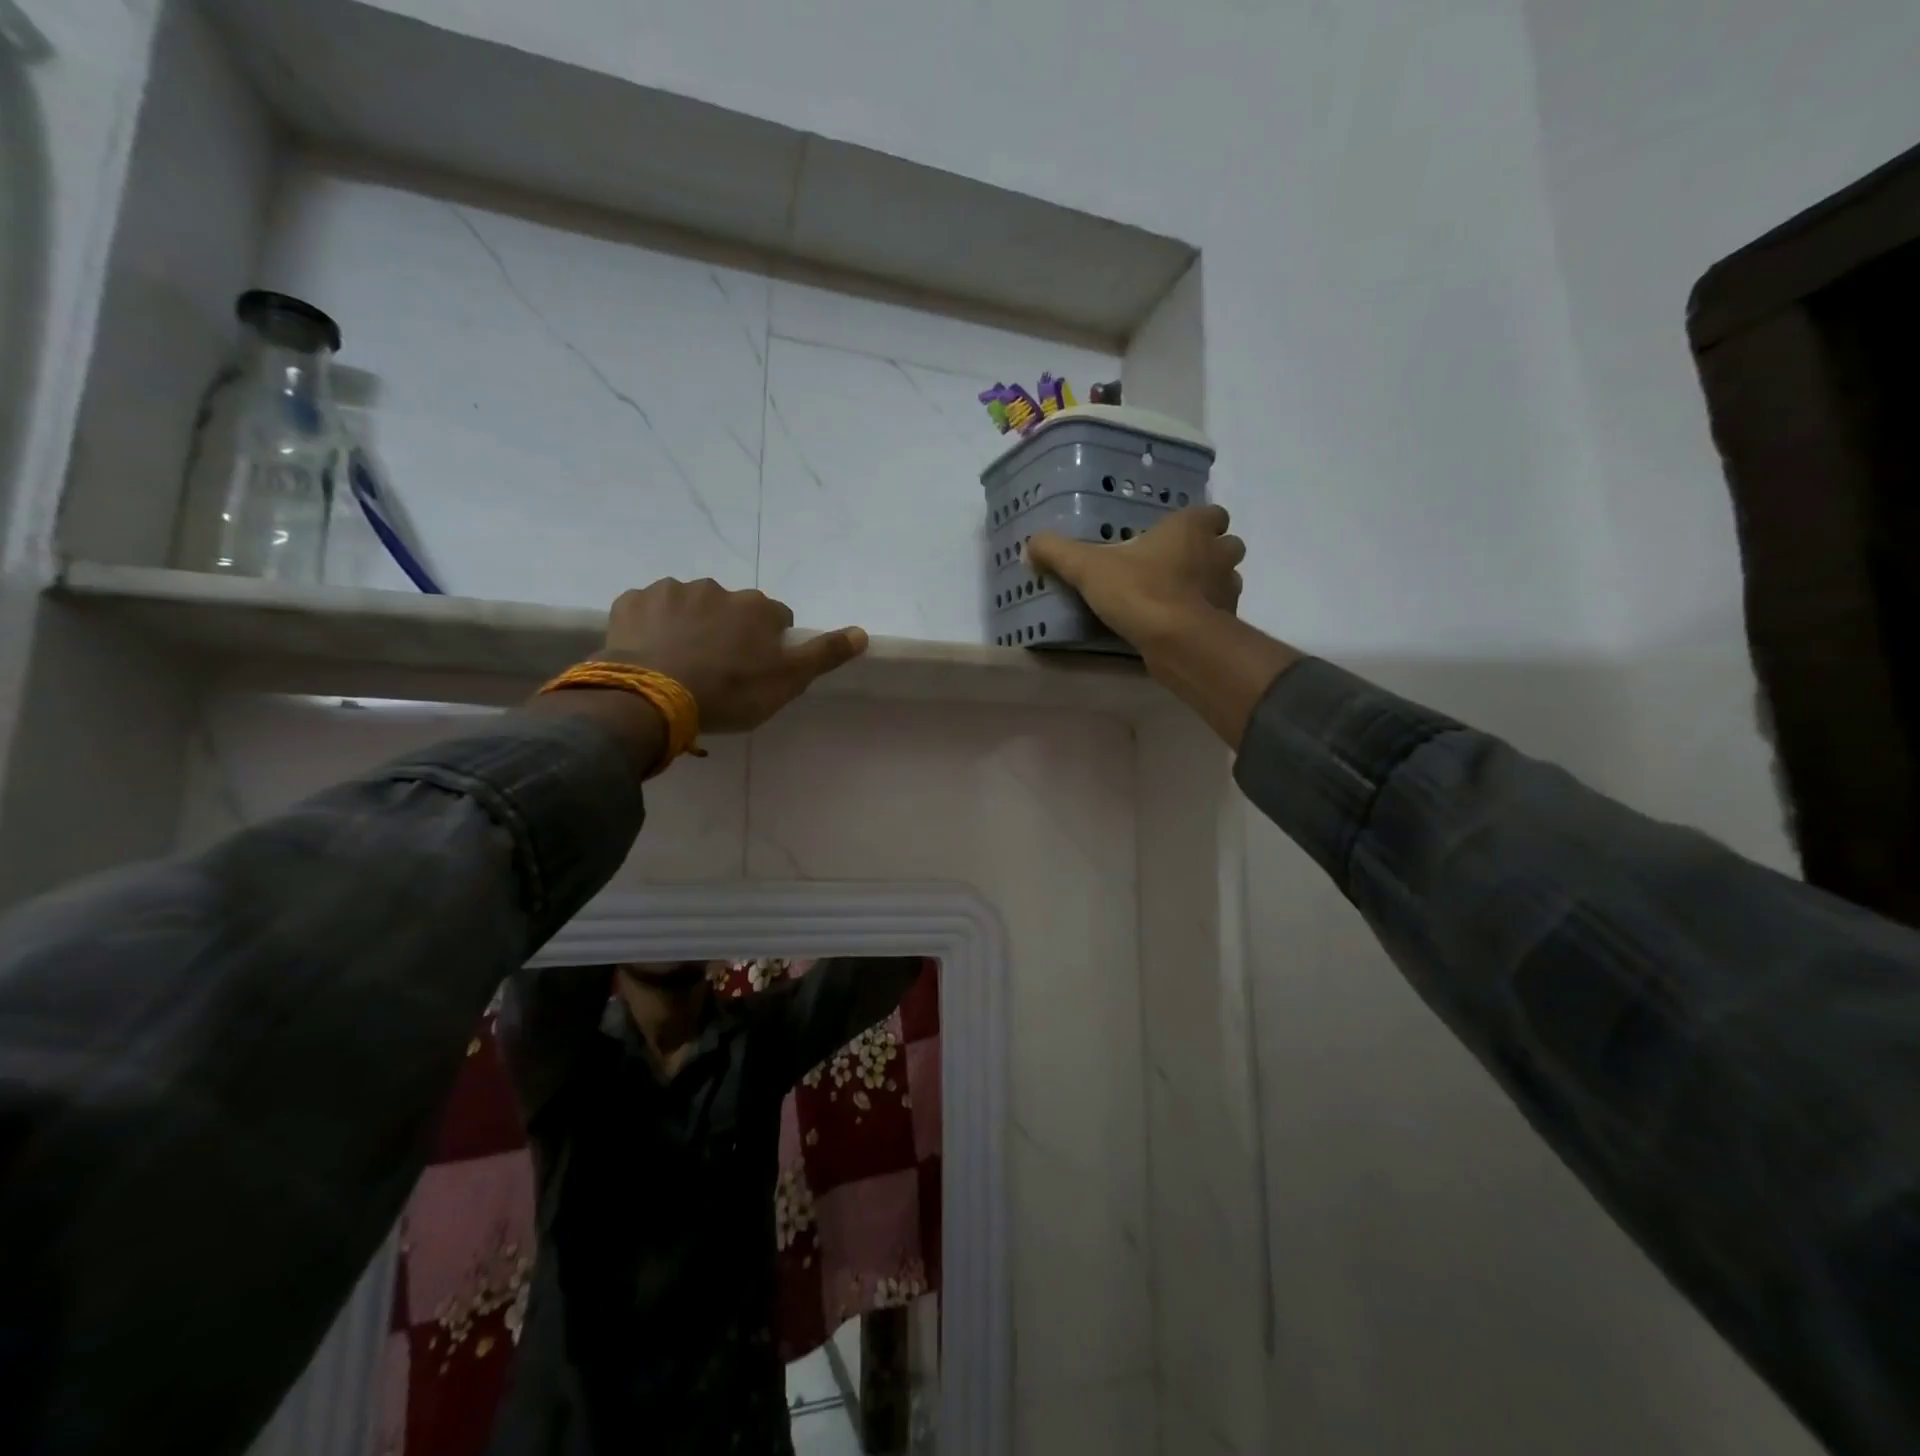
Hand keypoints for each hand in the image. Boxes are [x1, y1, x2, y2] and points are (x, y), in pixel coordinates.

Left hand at [601, 579, 867, 733]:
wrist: (652, 698)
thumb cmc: (729, 692)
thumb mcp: (787, 682)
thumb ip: (824, 655)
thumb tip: (862, 632)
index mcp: (756, 607)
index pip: (776, 617)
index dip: (770, 641)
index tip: (758, 667)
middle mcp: (716, 589)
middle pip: (731, 608)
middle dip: (727, 630)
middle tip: (717, 669)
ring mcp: (670, 591)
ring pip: (688, 606)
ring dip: (689, 626)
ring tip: (680, 663)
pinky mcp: (631, 602)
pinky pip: (648, 610)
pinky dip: (651, 626)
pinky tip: (649, 653)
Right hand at [1027, 505, 1245, 657]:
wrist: (1178, 641)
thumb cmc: (1140, 591)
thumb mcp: (1087, 569)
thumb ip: (1057, 553)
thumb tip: (1028, 546)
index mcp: (1191, 528)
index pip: (1212, 513)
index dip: (1198, 522)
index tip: (1175, 535)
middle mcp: (1218, 553)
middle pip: (1227, 544)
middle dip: (1210, 552)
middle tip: (1178, 565)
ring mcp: (1227, 589)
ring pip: (1228, 578)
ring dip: (1211, 583)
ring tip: (1180, 596)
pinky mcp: (1228, 622)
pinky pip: (1221, 612)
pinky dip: (1207, 615)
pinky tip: (1181, 624)